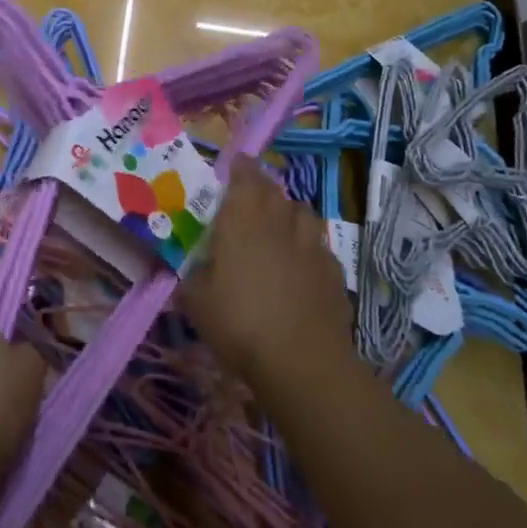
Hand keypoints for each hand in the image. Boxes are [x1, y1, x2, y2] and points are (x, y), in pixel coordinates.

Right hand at [179, 163, 351, 387]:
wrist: (302, 360)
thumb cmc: (239, 323)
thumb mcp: (196, 301)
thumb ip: (193, 276)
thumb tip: (192, 268)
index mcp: (243, 219)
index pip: (244, 175)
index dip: (239, 167)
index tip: (233, 166)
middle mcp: (279, 221)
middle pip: (274, 190)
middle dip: (261, 188)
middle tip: (249, 200)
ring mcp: (311, 244)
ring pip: (302, 212)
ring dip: (288, 213)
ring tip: (278, 229)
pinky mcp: (334, 269)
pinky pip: (318, 245)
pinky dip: (308, 247)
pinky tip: (300, 266)